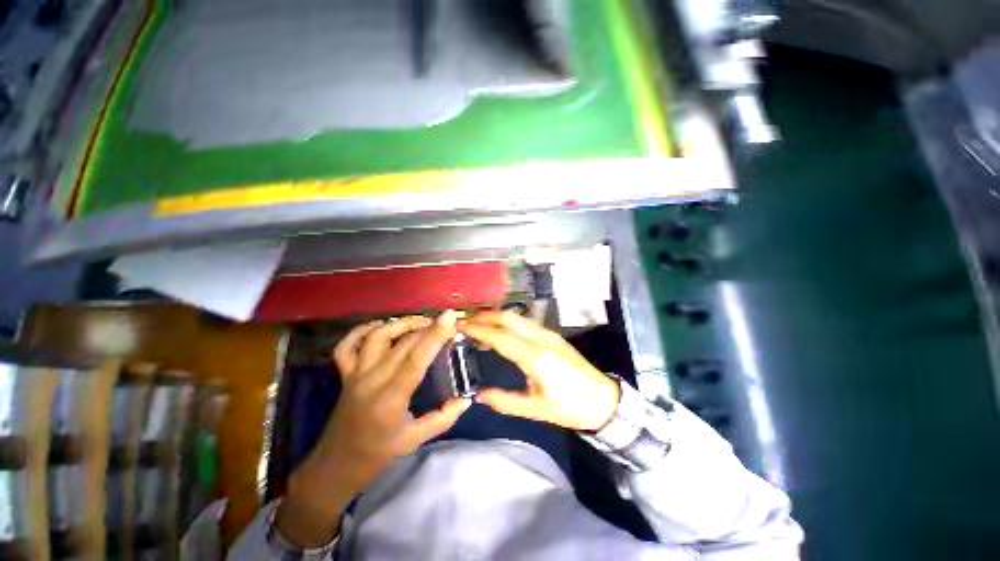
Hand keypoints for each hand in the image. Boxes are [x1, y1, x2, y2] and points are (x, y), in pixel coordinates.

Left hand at [277, 313, 470, 546]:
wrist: (336, 465)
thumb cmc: (378, 454)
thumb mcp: (415, 440)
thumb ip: (444, 418)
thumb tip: (466, 398)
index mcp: (391, 399)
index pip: (416, 359)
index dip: (434, 335)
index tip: (449, 317)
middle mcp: (371, 381)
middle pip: (401, 344)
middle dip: (425, 327)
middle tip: (443, 322)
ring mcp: (354, 375)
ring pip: (376, 337)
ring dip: (399, 324)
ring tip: (419, 321)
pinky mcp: (344, 374)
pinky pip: (347, 345)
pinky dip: (363, 330)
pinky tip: (381, 326)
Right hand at [459, 311, 619, 431]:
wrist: (603, 400)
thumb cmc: (570, 407)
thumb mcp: (536, 409)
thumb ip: (505, 401)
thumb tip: (479, 395)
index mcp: (536, 357)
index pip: (501, 337)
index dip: (479, 330)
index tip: (460, 326)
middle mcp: (541, 339)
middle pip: (509, 318)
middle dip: (485, 316)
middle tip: (465, 321)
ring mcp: (548, 334)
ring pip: (517, 318)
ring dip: (496, 317)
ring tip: (478, 325)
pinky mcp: (552, 336)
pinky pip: (525, 323)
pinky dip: (508, 323)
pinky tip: (500, 332)